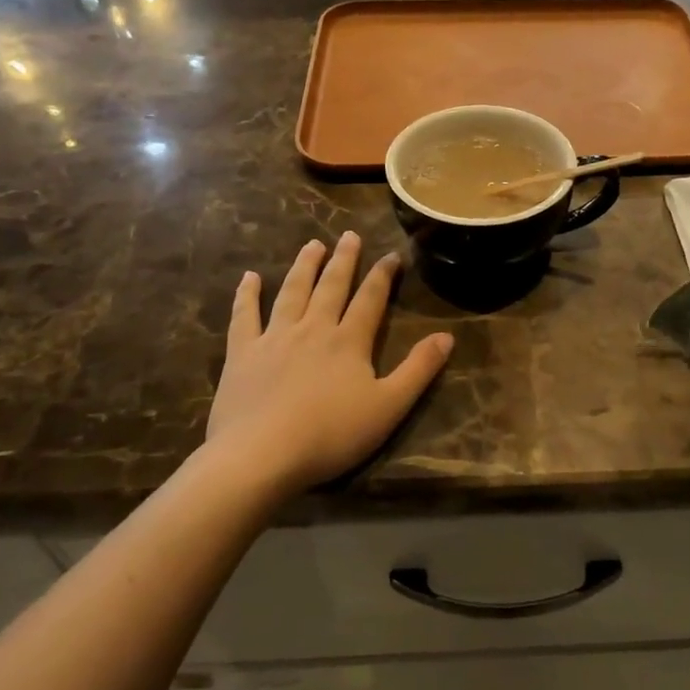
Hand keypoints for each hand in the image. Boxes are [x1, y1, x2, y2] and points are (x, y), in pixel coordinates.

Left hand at [206, 233, 453, 494]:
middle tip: (349, 235)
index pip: (371, 299)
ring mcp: (274, 337)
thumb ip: (418, 370)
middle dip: (344, 259)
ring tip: (312, 245)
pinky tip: (250, 278)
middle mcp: (313, 328)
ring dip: (304, 266)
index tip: (392, 255)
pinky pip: (245, 316)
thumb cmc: (331, 435)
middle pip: (331, 286)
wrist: (261, 454)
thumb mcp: (389, 407)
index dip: (383, 275)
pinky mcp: (242, 353)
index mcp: (349, 341)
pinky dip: (247, 295)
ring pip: (292, 292)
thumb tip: (447, 336)